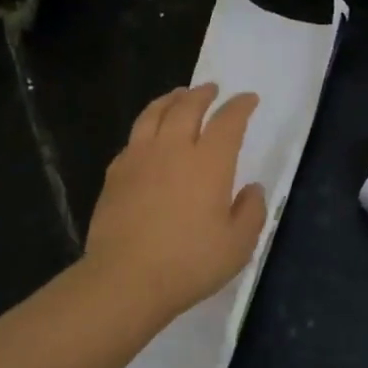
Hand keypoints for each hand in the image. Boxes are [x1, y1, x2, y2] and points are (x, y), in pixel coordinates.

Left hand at [84, 84, 266, 324]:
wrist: (125, 278)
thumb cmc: (189, 263)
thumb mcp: (237, 245)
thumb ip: (251, 212)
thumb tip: (251, 189)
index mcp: (209, 162)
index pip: (228, 121)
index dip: (240, 106)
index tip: (248, 99)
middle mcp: (174, 149)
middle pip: (187, 107)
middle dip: (202, 94)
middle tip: (211, 89)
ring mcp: (139, 158)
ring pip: (154, 114)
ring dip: (170, 99)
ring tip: (178, 96)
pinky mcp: (115, 174)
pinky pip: (133, 139)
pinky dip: (146, 128)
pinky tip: (147, 137)